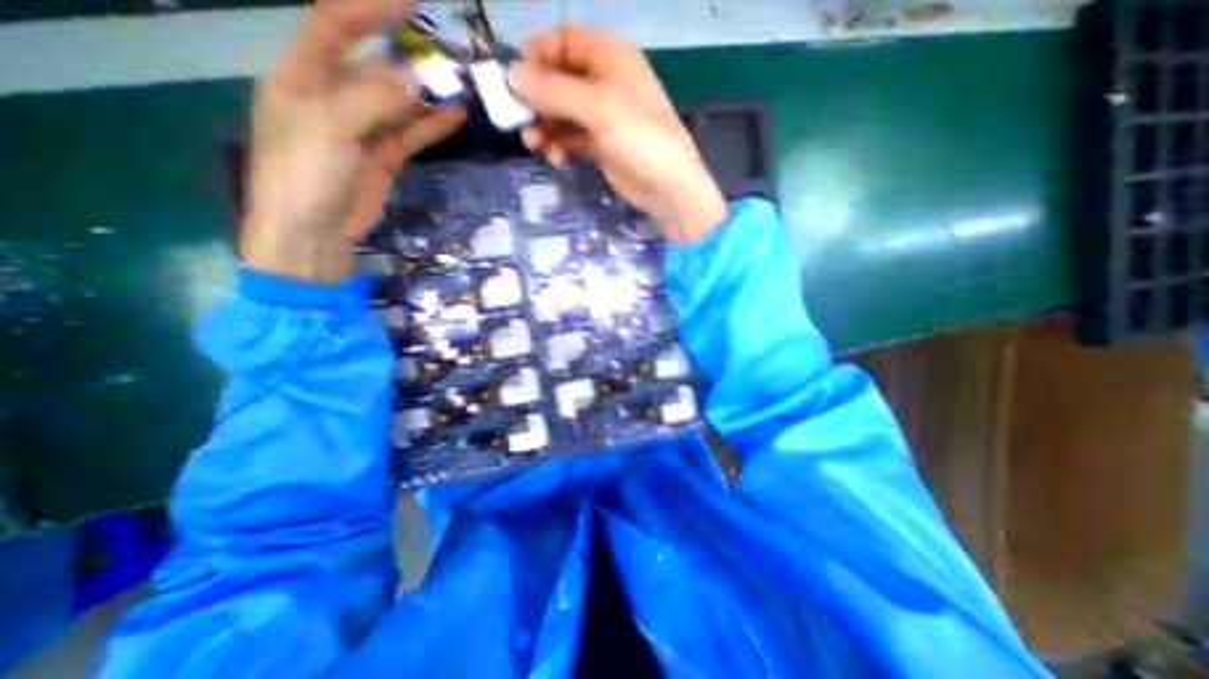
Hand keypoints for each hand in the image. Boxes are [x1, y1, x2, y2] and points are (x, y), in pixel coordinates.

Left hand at [242, 0, 463, 280]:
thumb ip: (371, 99)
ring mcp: (363, 128)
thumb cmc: (305, 176)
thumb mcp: (329, 128)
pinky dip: (433, 124)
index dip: (371, 8)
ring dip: (429, 94)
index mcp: (303, 75)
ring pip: (400, 103)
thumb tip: (415, 78)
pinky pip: (412, 133)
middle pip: (376, 66)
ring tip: (463, 85)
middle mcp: (333, 95)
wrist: (313, 233)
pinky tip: (455, 116)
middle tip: (452, 58)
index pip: (335, 24)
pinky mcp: (384, 156)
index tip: (413, 1)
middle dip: (412, 59)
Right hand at [506, 25, 725, 244]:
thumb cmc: (638, 138)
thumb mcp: (597, 108)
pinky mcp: (601, 146)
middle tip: (516, 120)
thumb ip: (553, 91)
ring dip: (545, 127)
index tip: (513, 79)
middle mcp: (604, 83)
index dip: (537, 56)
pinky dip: (560, 146)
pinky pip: (572, 139)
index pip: (564, 43)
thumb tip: (511, 76)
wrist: (667, 187)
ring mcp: (602, 117)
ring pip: (563, 114)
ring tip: (534, 144)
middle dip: (537, 99)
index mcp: (609, 58)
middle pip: (559, 81)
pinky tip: (555, 158)